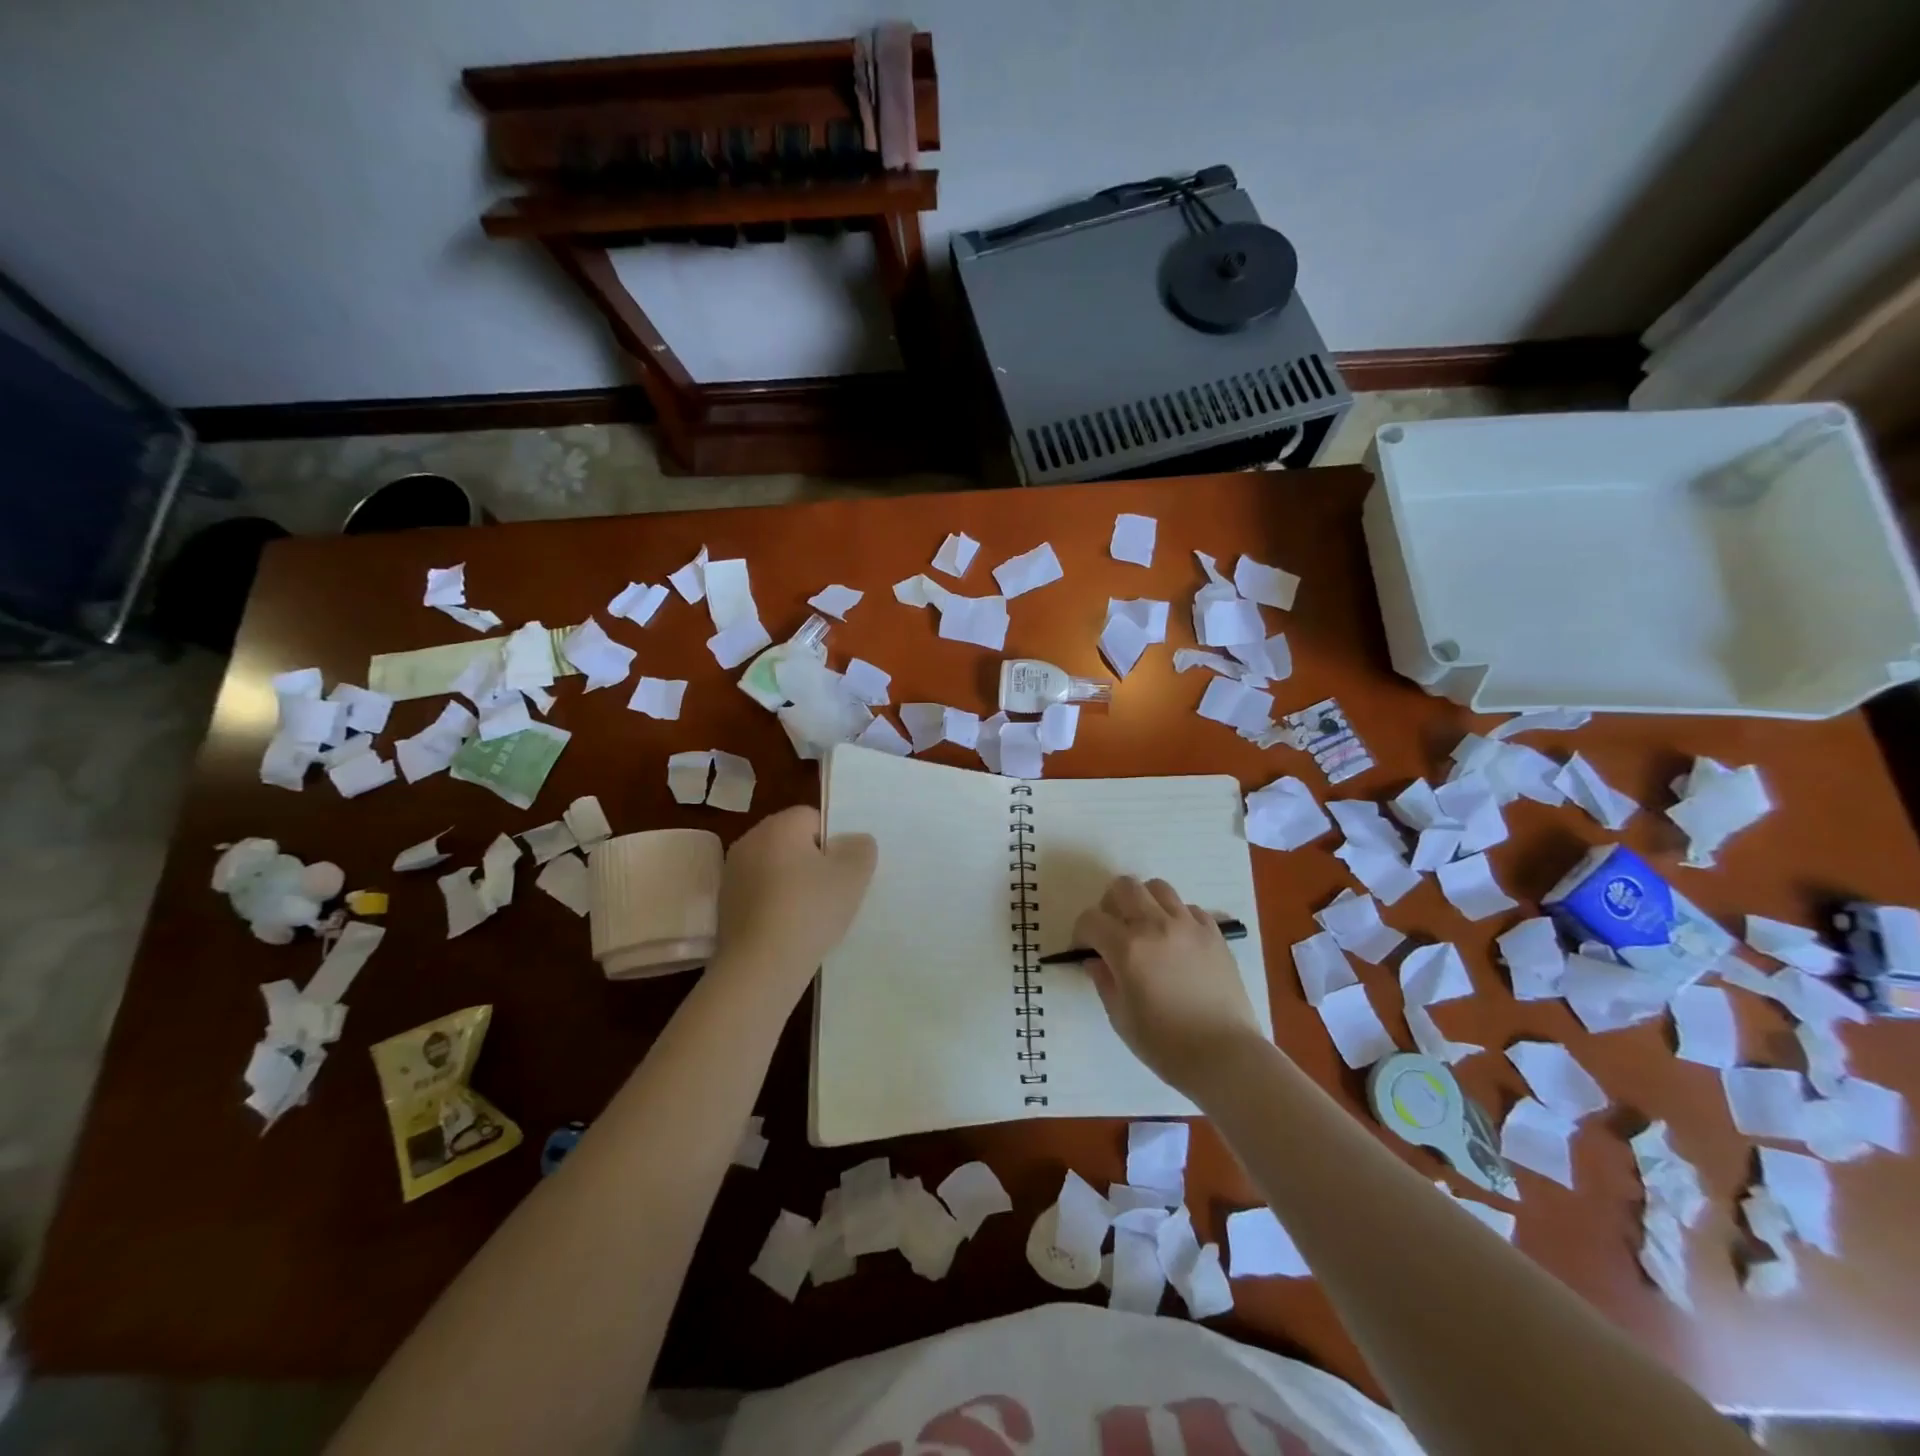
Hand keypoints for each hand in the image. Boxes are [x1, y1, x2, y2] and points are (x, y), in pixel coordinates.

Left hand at [712, 806, 876, 995]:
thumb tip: (854, 842)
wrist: (760, 967)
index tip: (843, 871)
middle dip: (813, 862)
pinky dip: (775, 905)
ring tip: (812, 915)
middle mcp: (749, 841)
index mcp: (778, 826)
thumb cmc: (810, 911)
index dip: (834, 842)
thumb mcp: (853, 876)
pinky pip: (760, 894)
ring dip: (793, 884)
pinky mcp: (725, 905)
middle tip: (834, 892)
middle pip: (792, 842)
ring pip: (776, 869)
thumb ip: (861, 849)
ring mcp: (732, 874)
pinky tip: (790, 930)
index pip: (813, 818)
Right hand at [1072, 875, 1264, 1091]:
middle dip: (1110, 905)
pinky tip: (1176, 942)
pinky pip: (1188, 908)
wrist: (1226, 1056)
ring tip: (1146, 929)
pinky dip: (1176, 916)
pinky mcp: (1214, 933)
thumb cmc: (1166, 1045)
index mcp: (1128, 948)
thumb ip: (1104, 981)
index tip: (1086, 951)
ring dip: (1144, 902)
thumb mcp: (1121, 1018)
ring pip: (1157, 888)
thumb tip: (1095, 960)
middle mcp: (1156, 925)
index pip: (1091, 919)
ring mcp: (1189, 926)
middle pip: (1123, 887)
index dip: (1082, 933)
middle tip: (1113, 931)